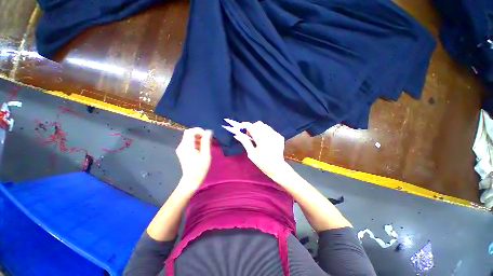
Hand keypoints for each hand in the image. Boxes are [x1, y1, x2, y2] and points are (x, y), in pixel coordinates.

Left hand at [175, 127, 212, 191]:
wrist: (191, 180)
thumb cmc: (200, 168)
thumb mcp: (206, 155)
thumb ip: (206, 142)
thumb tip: (208, 131)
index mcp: (187, 146)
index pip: (190, 131)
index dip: (199, 131)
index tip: (206, 136)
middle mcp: (181, 146)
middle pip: (189, 133)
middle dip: (199, 134)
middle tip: (207, 141)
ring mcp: (181, 149)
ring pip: (189, 137)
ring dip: (198, 138)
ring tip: (205, 145)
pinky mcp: (182, 151)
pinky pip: (189, 142)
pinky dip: (195, 142)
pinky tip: (201, 149)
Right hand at [233, 121, 290, 179]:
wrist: (277, 168)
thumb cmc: (262, 163)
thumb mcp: (251, 154)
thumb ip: (245, 142)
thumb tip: (237, 134)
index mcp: (262, 142)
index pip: (252, 128)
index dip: (245, 125)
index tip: (241, 126)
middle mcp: (270, 136)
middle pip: (258, 124)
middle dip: (252, 127)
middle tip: (248, 134)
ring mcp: (276, 136)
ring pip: (264, 126)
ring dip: (258, 128)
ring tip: (256, 137)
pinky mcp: (280, 136)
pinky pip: (270, 130)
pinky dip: (265, 132)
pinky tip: (264, 139)